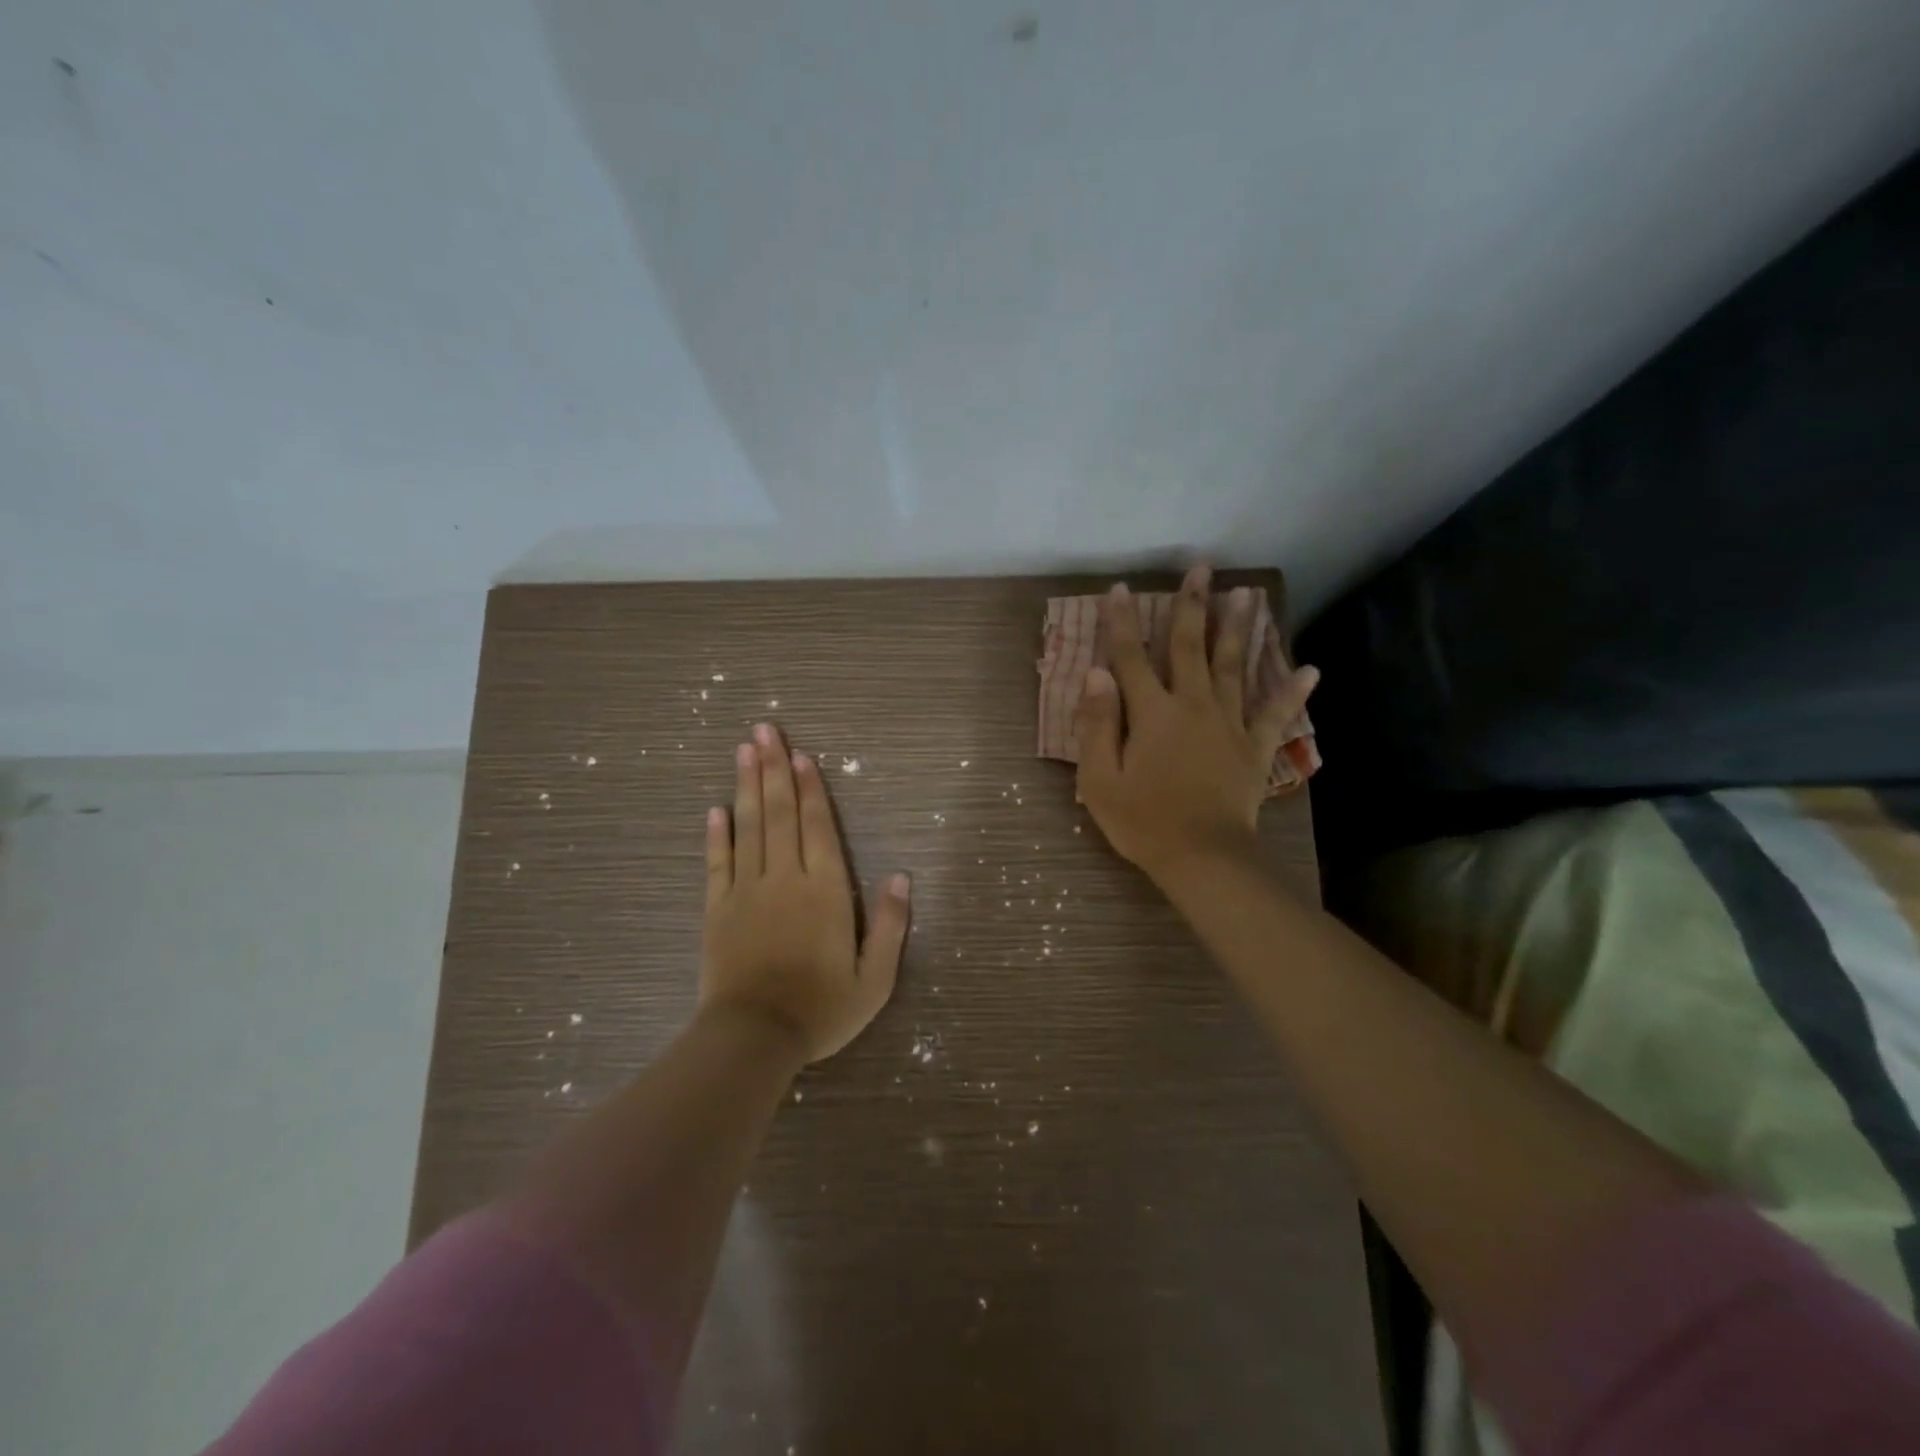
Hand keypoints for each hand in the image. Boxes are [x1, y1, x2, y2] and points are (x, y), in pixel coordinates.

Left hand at [700, 722, 910, 1062]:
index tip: (800, 755)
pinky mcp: (718, 909)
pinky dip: (717, 835)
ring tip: (742, 751)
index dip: (811, 789)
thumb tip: (902, 877)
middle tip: (764, 730)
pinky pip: (717, 864)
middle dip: (773, 770)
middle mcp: (786, 879)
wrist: (754, 1038)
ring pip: (748, 828)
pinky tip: (715, 809)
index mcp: (825, 891)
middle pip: (780, 814)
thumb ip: (891, 926)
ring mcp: (747, 891)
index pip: (818, 828)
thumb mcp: (875, 979)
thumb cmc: (821, 1010)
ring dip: (746, 787)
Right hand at [1074, 565, 1319, 884]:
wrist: (1204, 858)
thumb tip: (1096, 674)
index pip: (1131, 658)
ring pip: (1235, 667)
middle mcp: (1194, 706)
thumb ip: (1098, 724)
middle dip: (1192, 606)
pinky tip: (1310, 669)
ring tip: (1247, 593)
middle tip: (1201, 569)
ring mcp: (1230, 725)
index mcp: (1153, 714)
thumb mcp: (1100, 779)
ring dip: (1239, 628)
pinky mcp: (1255, 748)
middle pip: (1190, 648)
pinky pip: (1276, 714)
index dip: (1123, 622)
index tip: (1121, 589)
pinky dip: (1292, 692)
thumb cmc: (1143, 821)